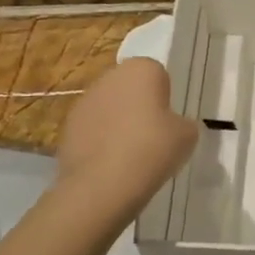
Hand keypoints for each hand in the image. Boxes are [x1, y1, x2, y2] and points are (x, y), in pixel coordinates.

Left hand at [55, 58, 198, 217]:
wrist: (102, 184)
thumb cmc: (152, 149)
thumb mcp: (187, 136)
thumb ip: (182, 123)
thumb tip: (173, 126)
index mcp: (141, 69)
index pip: (158, 74)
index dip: (165, 97)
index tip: (168, 121)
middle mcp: (110, 77)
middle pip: (130, 88)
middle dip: (139, 106)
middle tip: (152, 136)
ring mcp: (84, 101)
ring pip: (109, 107)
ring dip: (118, 122)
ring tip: (130, 154)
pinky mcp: (67, 126)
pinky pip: (92, 128)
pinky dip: (100, 140)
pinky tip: (110, 164)